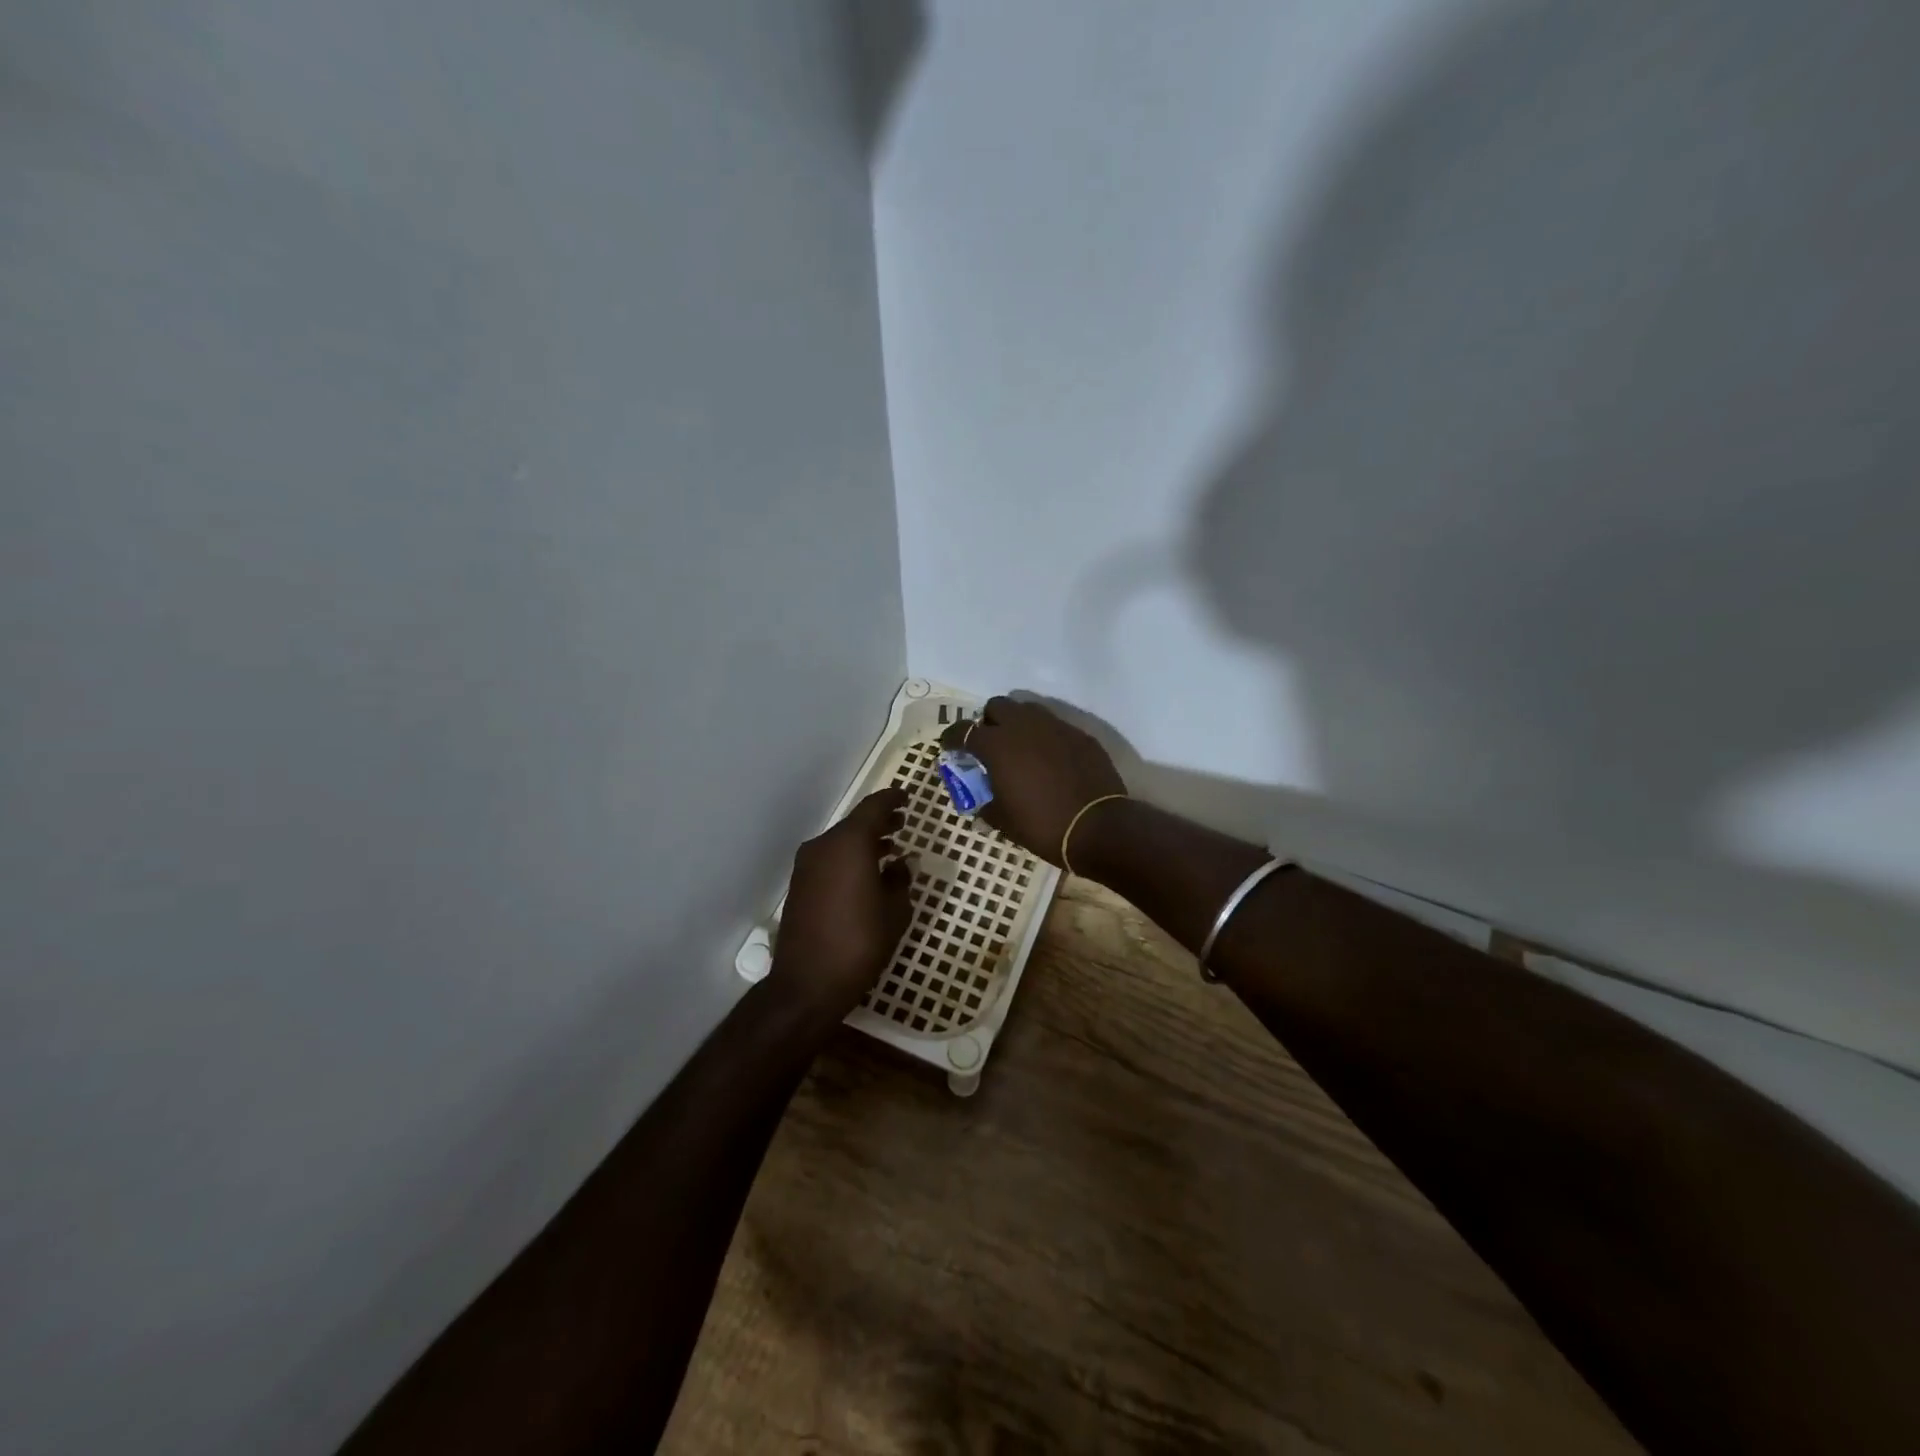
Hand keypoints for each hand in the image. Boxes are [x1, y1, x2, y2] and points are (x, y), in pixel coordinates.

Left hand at [771, 789, 912, 1028]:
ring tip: (889, 849)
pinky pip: (830, 859)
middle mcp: (824, 846)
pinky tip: (866, 874)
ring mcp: (807, 866)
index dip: (892, 799)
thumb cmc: (860, 943)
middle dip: (880, 821)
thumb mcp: (895, 911)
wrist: (807, 984)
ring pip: (840, 841)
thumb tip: (900, 864)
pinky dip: (849, 857)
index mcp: (849, 844)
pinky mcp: (800, 885)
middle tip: (902, 823)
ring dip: (864, 841)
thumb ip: (900, 880)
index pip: (874, 807)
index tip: (907, 797)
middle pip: (855, 823)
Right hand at [938, 697, 1126, 865]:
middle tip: (990, 744)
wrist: (1098, 827)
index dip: (953, 738)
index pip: (964, 731)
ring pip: (1028, 710)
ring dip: (1018, 723)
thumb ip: (987, 803)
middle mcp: (1024, 726)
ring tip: (1020, 748)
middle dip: (989, 721)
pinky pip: (1055, 726)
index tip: (950, 747)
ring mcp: (1055, 727)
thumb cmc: (1042, 825)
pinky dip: (1045, 737)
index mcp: (997, 745)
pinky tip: (1049, 759)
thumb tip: (983, 801)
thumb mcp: (1003, 821)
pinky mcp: (1080, 734)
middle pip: (997, 706)